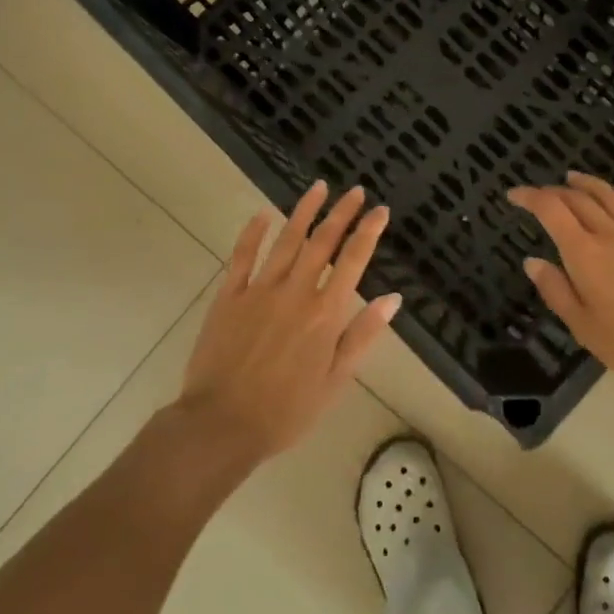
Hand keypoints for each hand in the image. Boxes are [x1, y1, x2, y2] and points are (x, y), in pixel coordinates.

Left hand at [178, 182, 399, 466]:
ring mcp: (259, 290)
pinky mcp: (229, 296)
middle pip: (322, 242)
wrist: (221, 425)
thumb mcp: (335, 382)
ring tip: (318, 187)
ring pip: (286, 240)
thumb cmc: (286, 411)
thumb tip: (393, 299)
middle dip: (341, 213)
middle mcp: (295, 292)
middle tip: (354, 190)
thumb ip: (362, 336)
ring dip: (304, 211)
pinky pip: (243, 256)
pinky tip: (263, 214)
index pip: (353, 261)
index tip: (380, 209)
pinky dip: (253, 233)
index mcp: (325, 314)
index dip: (368, 232)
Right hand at [508, 172, 613, 395]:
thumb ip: (555, 290)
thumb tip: (532, 261)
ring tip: (574, 177)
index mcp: (585, 254)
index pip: (552, 211)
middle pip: (580, 199)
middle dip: (555, 191)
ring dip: (589, 184)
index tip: (514, 195)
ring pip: (612, 197)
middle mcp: (611, 235)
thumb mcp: (582, 326)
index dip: (530, 197)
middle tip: (540, 193)